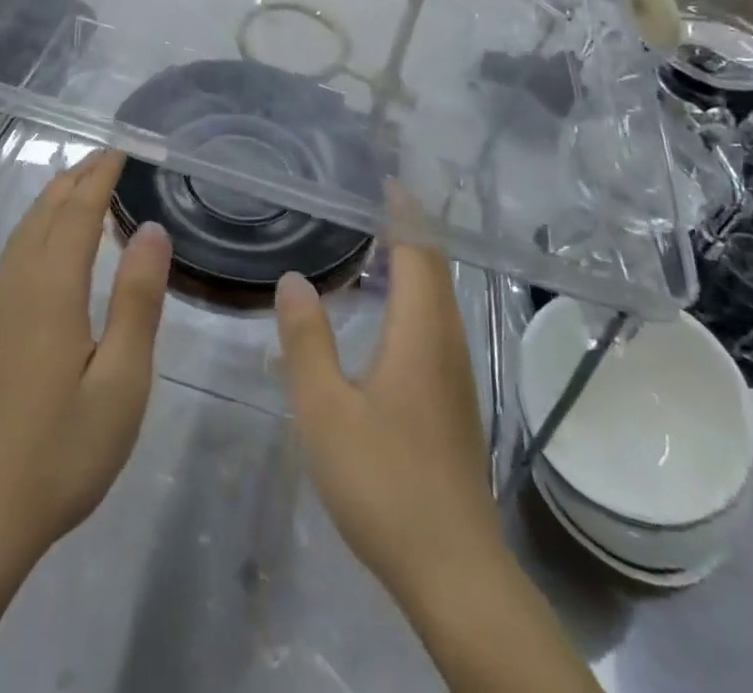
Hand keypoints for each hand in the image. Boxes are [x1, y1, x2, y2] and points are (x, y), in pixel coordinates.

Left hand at [0, 149, 171, 570]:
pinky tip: (48, 245)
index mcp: (51, 289)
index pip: (78, 211)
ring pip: (23, 232)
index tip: (123, 150)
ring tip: (80, 185)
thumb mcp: (121, 382)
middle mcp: (16, 285)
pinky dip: (37, 229)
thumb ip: (137, 300)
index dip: (101, 176)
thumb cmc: (60, 454)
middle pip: (45, 213)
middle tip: (107, 158)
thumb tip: (150, 229)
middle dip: (76, 178)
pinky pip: (12, 256)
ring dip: (53, 200)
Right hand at [274, 191, 504, 607]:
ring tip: (379, 245)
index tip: (386, 181)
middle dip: (411, 230)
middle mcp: (448, 343)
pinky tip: (390, 314)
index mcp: (420, 333)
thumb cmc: (384, 482)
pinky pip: (439, 323)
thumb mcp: (325, 410)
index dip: (404, 213)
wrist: (454, 570)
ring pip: (441, 298)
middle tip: (375, 203)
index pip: (419, 252)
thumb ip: (307, 340)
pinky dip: (418, 295)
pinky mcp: (455, 401)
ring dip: (416, 263)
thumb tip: (294, 279)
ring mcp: (457, 375)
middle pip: (436, 269)